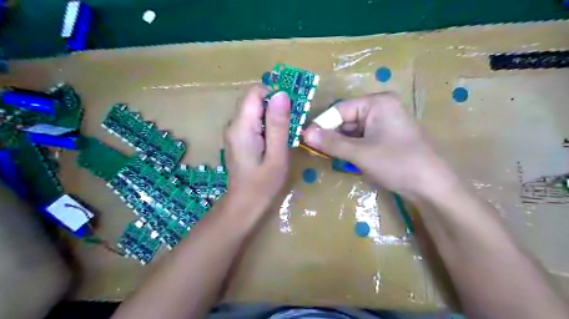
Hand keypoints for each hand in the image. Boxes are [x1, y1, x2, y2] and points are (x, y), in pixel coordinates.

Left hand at [225, 86, 289, 207]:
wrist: (244, 204)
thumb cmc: (263, 184)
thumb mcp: (276, 155)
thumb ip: (278, 124)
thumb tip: (281, 94)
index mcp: (241, 126)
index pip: (255, 92)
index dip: (274, 95)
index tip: (291, 110)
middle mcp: (233, 124)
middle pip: (254, 100)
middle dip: (275, 107)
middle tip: (291, 125)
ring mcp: (233, 131)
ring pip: (254, 111)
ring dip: (272, 117)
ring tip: (284, 135)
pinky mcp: (236, 138)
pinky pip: (252, 122)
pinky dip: (266, 125)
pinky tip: (274, 142)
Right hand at [305, 92, 456, 197]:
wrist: (432, 187)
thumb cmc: (397, 163)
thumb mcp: (361, 153)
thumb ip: (332, 143)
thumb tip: (305, 133)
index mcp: (377, 103)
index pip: (340, 109)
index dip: (322, 124)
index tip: (306, 139)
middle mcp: (381, 108)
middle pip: (346, 119)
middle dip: (331, 135)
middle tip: (314, 150)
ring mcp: (385, 123)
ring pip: (353, 130)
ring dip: (340, 143)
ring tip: (326, 156)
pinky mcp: (386, 137)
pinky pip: (362, 138)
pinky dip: (351, 148)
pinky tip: (343, 158)